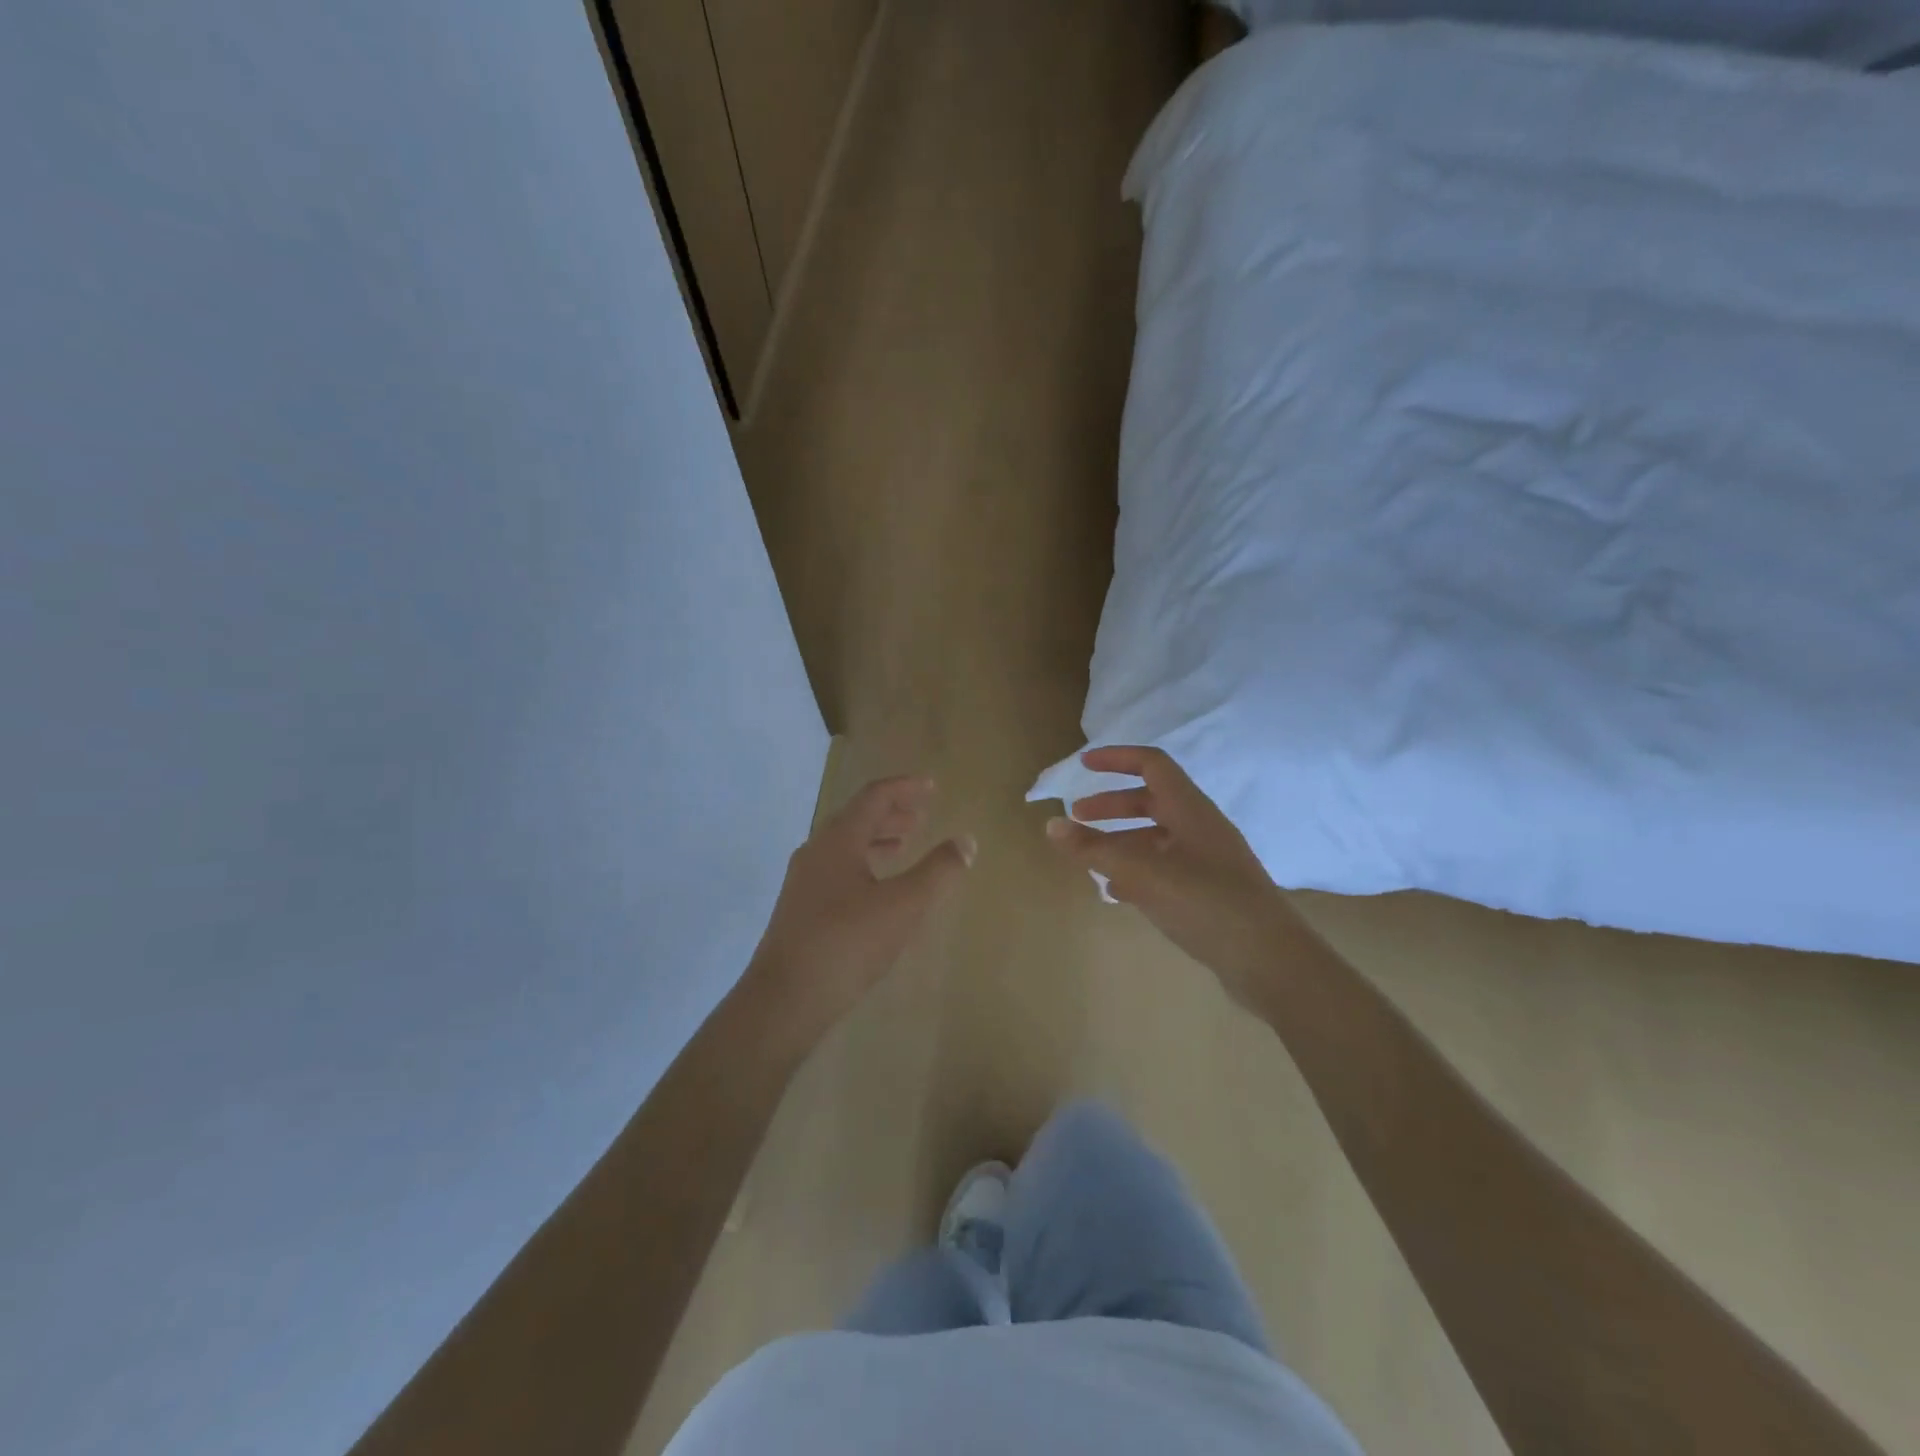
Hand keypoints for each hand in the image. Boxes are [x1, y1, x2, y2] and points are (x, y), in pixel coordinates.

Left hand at [745, 775, 974, 1046]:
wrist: (784, 1000)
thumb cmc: (847, 943)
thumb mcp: (903, 906)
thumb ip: (937, 871)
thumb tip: (966, 840)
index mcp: (838, 840)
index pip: (874, 797)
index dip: (905, 788)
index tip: (931, 786)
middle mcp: (816, 851)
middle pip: (857, 817)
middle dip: (892, 812)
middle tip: (922, 814)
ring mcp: (804, 881)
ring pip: (845, 845)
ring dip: (877, 838)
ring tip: (904, 844)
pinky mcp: (800, 908)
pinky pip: (837, 868)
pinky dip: (864, 863)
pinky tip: (877, 889)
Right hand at [1046, 746, 1294, 1009]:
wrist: (1271, 963)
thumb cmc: (1208, 905)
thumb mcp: (1144, 874)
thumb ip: (1096, 850)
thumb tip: (1051, 825)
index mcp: (1191, 811)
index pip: (1152, 765)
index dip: (1117, 759)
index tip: (1083, 766)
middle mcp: (1201, 828)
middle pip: (1151, 801)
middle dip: (1111, 805)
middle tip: (1077, 817)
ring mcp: (1209, 862)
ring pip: (1157, 838)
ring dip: (1121, 840)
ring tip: (1090, 859)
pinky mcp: (1210, 893)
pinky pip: (1166, 869)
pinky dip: (1138, 871)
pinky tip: (1118, 893)